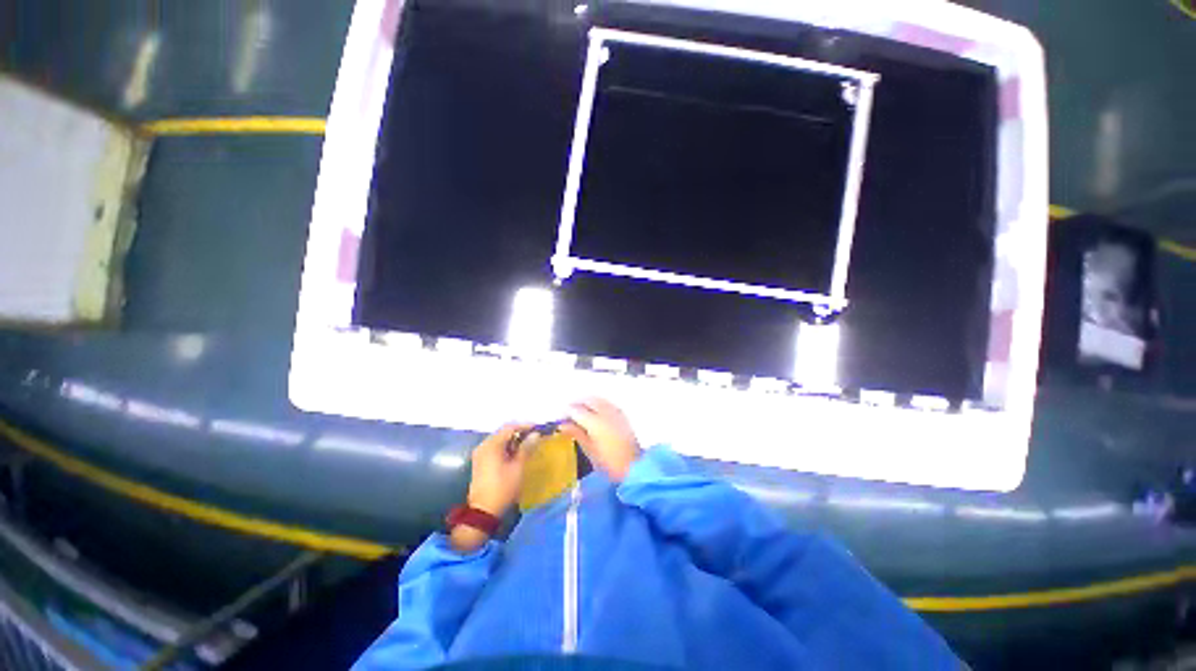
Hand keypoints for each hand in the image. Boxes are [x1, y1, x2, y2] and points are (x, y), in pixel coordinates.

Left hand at [465, 422, 533, 518]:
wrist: (483, 512)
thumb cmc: (503, 488)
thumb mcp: (518, 467)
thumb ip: (526, 448)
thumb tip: (536, 434)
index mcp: (492, 445)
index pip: (510, 428)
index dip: (525, 426)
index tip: (538, 429)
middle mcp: (484, 446)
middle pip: (503, 432)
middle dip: (519, 433)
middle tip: (534, 436)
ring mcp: (480, 454)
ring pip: (499, 440)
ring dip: (513, 440)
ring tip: (528, 445)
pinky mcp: (480, 462)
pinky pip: (495, 448)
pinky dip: (506, 448)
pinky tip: (516, 453)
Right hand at [562, 397, 640, 481]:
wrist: (634, 466)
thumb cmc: (608, 462)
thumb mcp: (589, 449)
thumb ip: (576, 433)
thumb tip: (562, 424)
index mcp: (595, 421)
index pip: (576, 409)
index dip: (567, 412)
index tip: (561, 418)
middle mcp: (605, 412)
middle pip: (588, 400)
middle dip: (577, 404)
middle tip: (569, 414)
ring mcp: (615, 411)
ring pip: (598, 399)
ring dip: (588, 403)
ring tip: (581, 413)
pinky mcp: (622, 414)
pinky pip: (607, 403)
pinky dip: (598, 404)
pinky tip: (595, 413)